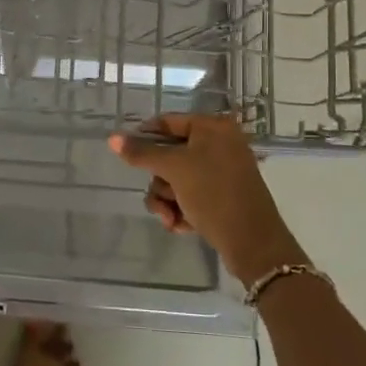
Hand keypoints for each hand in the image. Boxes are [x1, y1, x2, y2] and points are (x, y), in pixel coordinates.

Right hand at [108, 114, 304, 285]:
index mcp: (213, 128)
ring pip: (176, 179)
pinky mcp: (222, 197)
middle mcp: (219, 145)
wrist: (253, 242)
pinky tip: (181, 225)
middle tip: (161, 197)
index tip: (126, 155)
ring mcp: (222, 172)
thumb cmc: (213, 193)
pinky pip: (190, 195)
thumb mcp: (174, 169)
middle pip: (169, 155)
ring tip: (170, 218)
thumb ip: (142, 153)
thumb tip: (112, 138)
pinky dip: (181, 209)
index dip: (144, 136)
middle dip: (159, 181)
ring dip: (167, 200)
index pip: (168, 122)